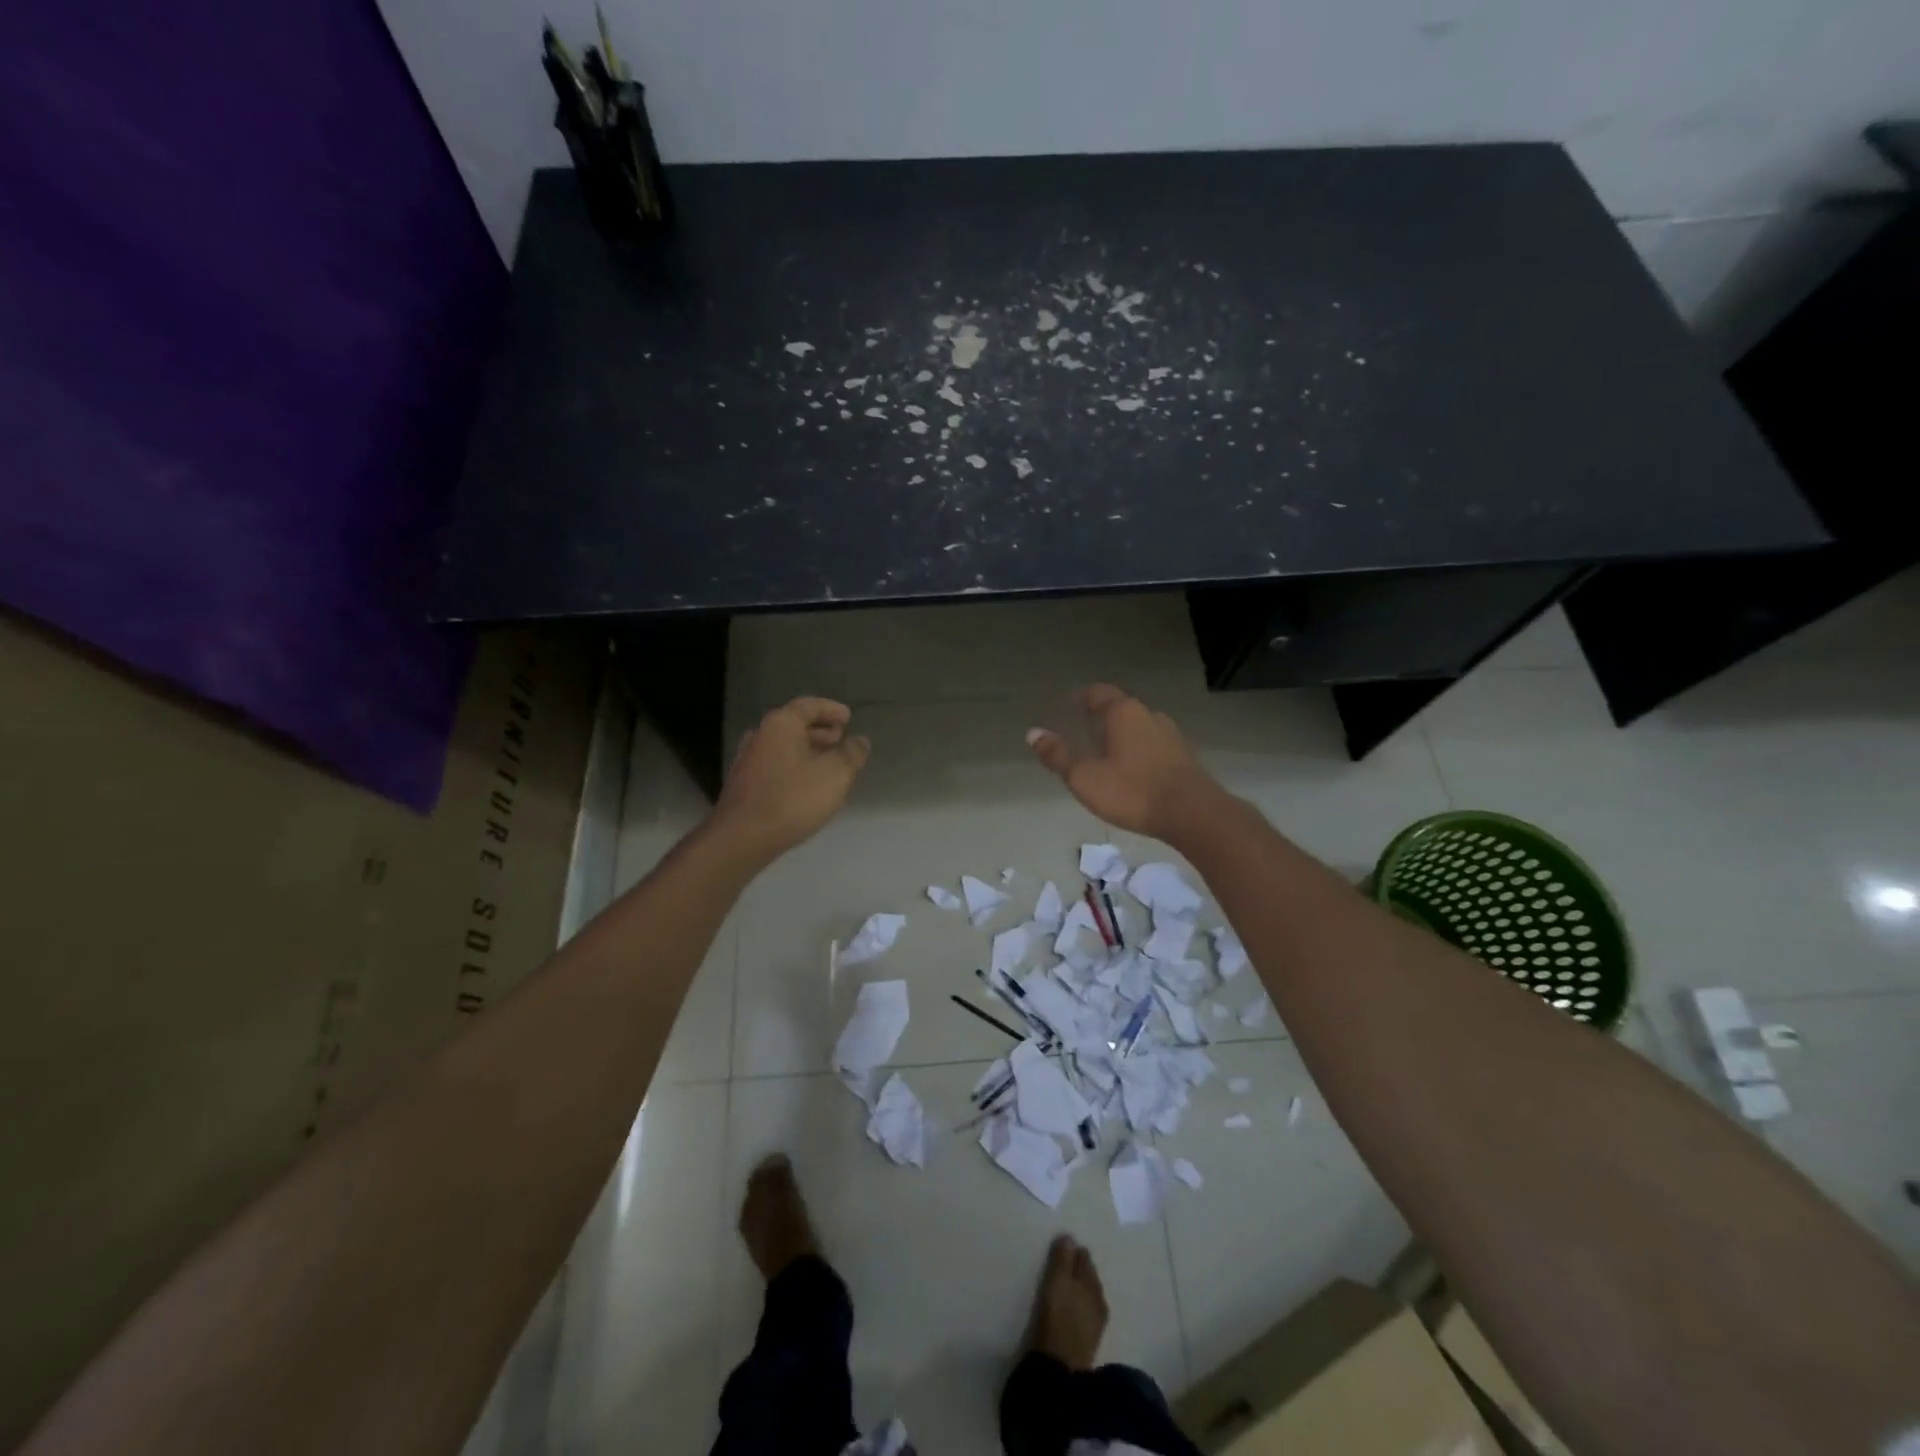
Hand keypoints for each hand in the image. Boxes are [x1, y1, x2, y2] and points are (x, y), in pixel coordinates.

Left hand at [712, 697, 869, 864]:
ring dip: (807, 750)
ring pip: (784, 746)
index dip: (831, 709)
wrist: (742, 837)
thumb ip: (852, 754)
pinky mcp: (744, 784)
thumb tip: (860, 741)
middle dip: (820, 731)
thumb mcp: (835, 774)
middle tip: (840, 740)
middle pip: (794, 724)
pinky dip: (794, 767)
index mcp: (781, 724)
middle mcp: (761, 735)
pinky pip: (775, 765)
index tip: (848, 718)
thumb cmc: (793, 798)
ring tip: (828, 764)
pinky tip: (807, 785)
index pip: (809, 705)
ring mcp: (748, 760)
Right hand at [1026, 685, 1224, 839]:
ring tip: (1106, 751)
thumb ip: (1058, 755)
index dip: (1083, 696)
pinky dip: (1139, 750)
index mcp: (1123, 712)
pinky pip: (1153, 744)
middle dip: (1102, 716)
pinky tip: (1132, 769)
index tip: (1071, 704)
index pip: (1099, 692)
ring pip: (1139, 726)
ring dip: (1122, 734)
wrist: (1192, 813)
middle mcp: (1148, 715)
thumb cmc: (1132, 791)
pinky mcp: (1183, 756)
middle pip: (1121, 707)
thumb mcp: (1085, 777)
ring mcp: (1170, 735)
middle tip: (1084, 729)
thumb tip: (1033, 733)